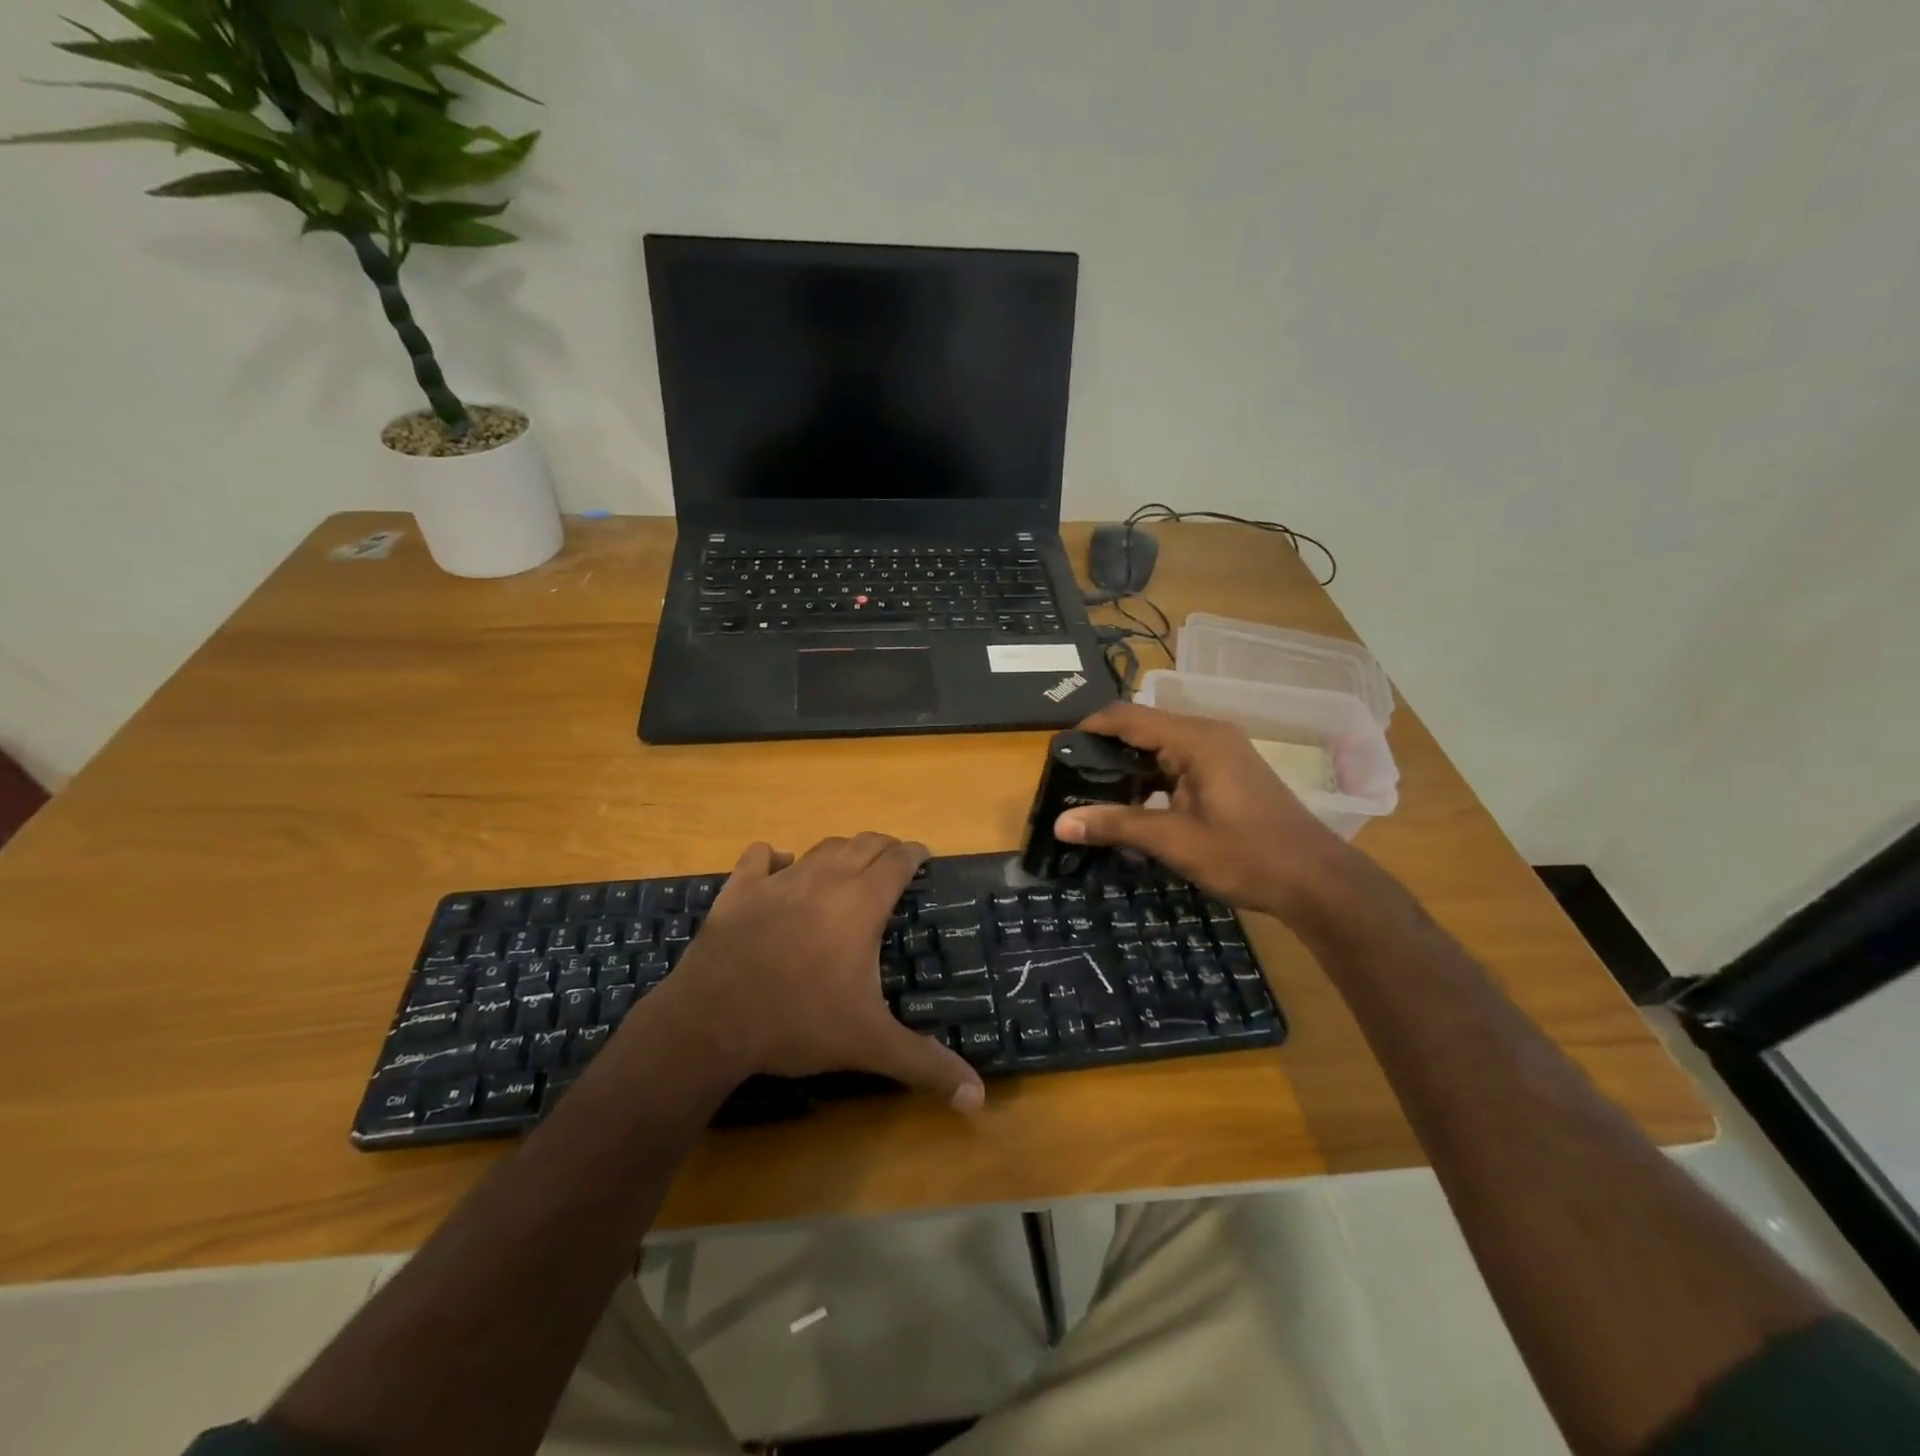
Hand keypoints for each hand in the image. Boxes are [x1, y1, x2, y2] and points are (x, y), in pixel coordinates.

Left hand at [667, 834, 985, 1111]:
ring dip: (840, 851)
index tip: (924, 855)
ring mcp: (778, 880)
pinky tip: (779, 866)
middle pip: (863, 844)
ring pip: (820, 848)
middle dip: (883, 846)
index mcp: (861, 903)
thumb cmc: (800, 1022)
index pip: (898, 861)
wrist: (714, 1020)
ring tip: (849, 864)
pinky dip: (774, 857)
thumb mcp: (870, 1044)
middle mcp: (825, 879)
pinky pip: (759, 857)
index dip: (914, 853)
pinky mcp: (739, 890)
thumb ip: (926, 1065)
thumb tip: (978, 1100)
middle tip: (893, 860)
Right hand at [1054, 702, 1353, 917]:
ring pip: (1162, 746)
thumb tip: (1060, 823)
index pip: (1130, 716)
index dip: (1092, 727)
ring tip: (1092, 788)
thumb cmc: (1246, 855)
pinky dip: (1153, 776)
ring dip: (1130, 764)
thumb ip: (1116, 825)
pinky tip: (1134, 801)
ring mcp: (1223, 752)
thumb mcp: (1174, 841)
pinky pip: (1180, 761)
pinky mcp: (1229, 772)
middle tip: (1070, 774)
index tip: (1059, 748)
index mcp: (1196, 739)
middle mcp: (1209, 734)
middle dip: (1107, 748)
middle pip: (1145, 727)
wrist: (1316, 880)